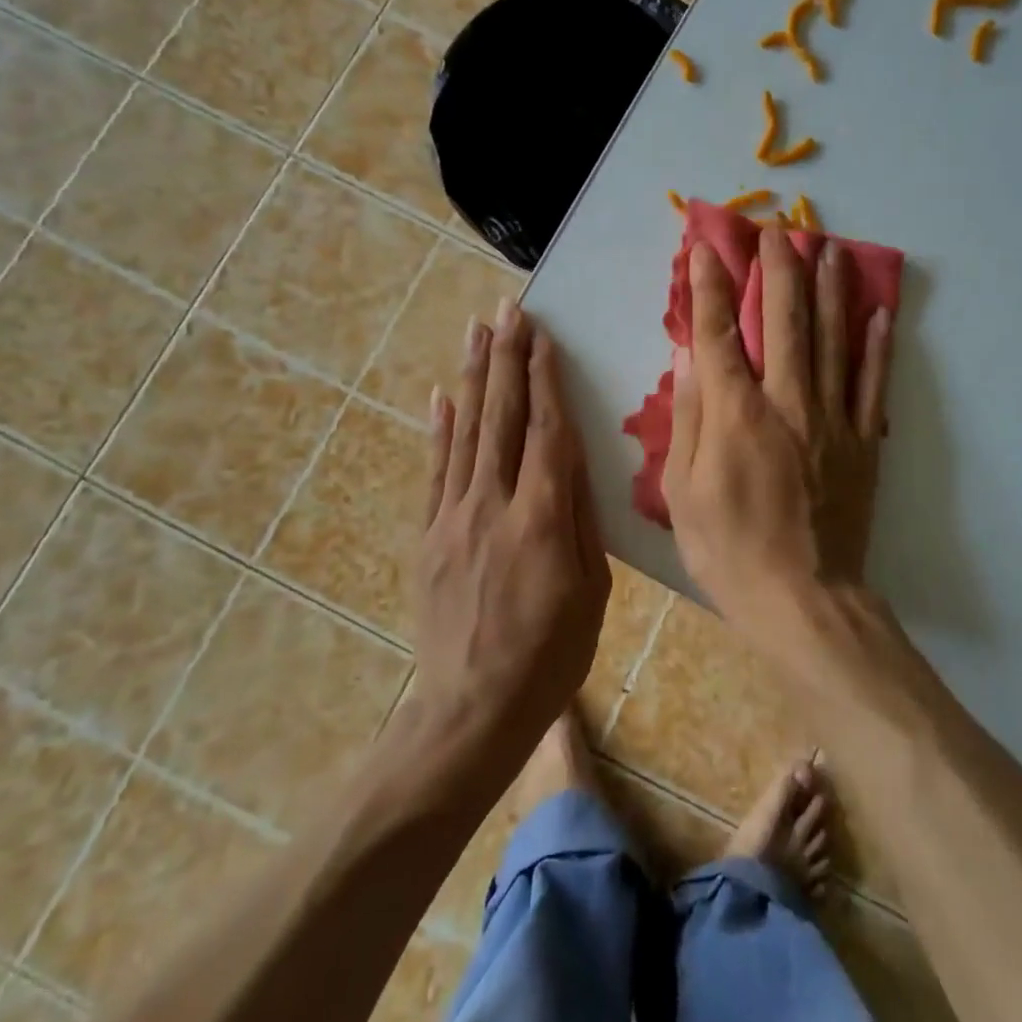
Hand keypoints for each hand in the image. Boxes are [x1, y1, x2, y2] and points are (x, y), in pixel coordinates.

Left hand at [414, 300, 609, 747]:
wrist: (471, 712)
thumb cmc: (551, 655)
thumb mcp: (591, 590)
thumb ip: (580, 519)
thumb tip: (574, 460)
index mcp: (542, 518)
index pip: (546, 430)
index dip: (544, 378)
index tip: (542, 335)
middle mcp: (494, 504)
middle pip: (501, 417)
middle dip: (506, 357)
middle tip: (508, 309)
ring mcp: (454, 517)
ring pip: (466, 432)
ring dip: (473, 376)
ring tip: (476, 330)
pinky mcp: (429, 536)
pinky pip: (435, 471)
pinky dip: (439, 429)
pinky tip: (441, 395)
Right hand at [662, 227, 893, 629]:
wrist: (805, 601)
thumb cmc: (729, 551)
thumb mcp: (683, 492)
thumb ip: (689, 418)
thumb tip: (689, 359)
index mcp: (736, 415)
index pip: (719, 334)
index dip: (710, 286)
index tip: (706, 247)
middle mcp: (787, 403)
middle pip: (784, 322)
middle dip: (778, 269)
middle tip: (778, 229)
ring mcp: (832, 420)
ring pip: (832, 340)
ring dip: (829, 289)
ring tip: (829, 247)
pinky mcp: (864, 443)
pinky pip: (873, 385)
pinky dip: (877, 346)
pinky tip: (879, 311)